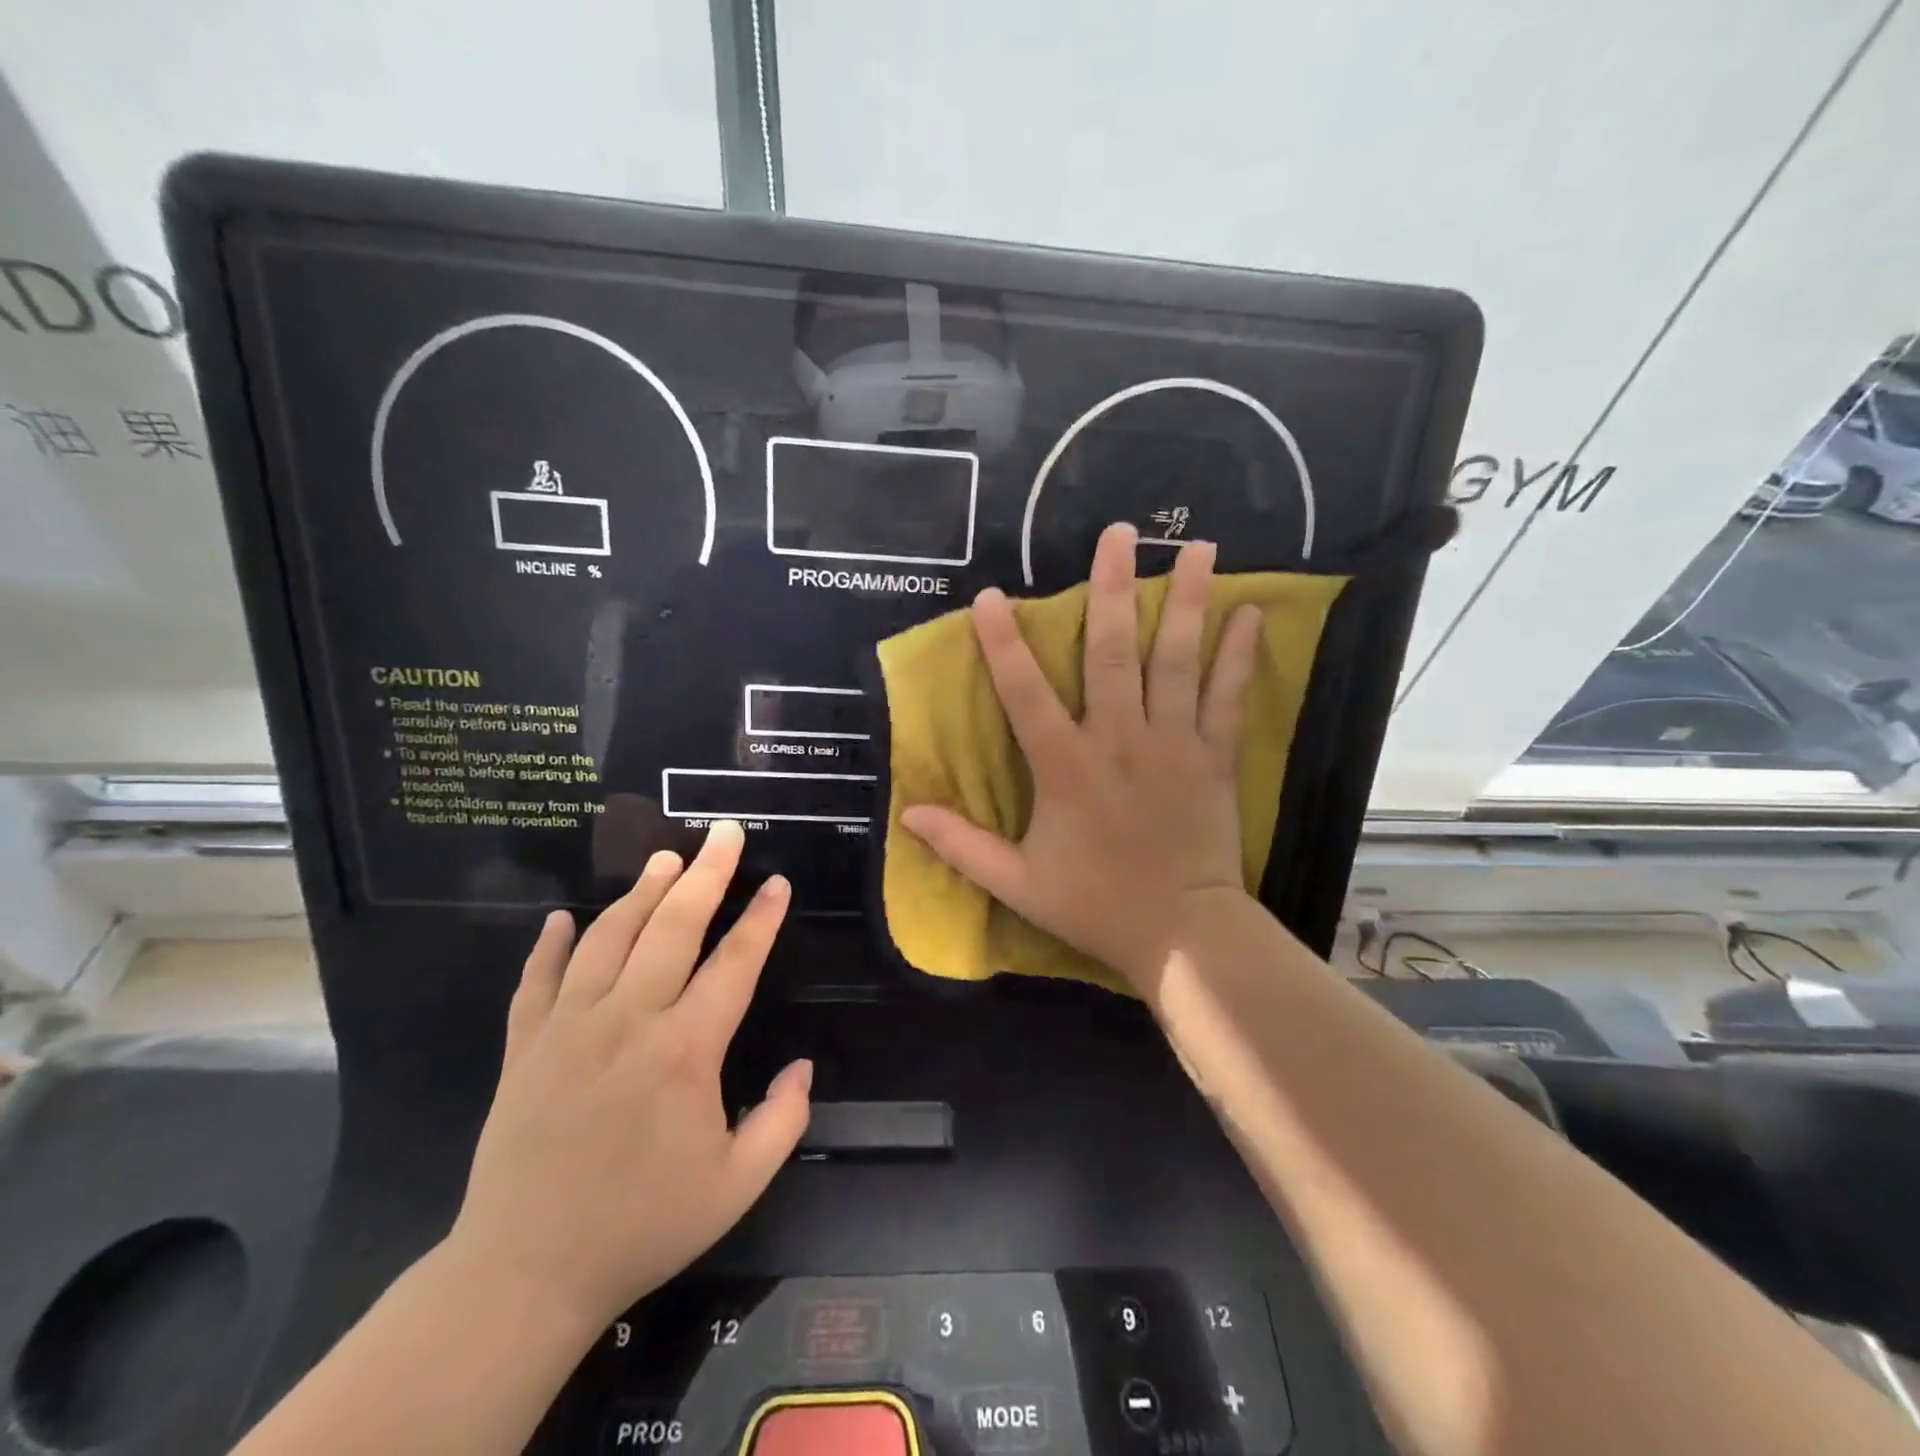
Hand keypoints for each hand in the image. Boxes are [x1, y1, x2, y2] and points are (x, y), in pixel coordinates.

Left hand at [446, 820, 810, 1331]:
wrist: (526, 1274)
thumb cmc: (643, 1226)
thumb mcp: (737, 1185)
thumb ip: (783, 1120)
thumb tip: (802, 1066)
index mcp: (686, 1050)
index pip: (735, 963)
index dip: (762, 918)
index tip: (778, 883)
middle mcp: (629, 1021)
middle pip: (673, 927)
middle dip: (706, 874)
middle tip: (723, 833)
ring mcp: (569, 1028)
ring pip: (609, 938)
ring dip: (641, 893)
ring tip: (665, 860)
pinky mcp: (524, 1048)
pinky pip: (536, 982)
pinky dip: (550, 946)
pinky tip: (562, 919)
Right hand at [901, 522, 1261, 998]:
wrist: (1180, 934)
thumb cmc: (1095, 905)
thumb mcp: (1016, 882)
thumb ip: (962, 845)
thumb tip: (907, 814)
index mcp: (1065, 766)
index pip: (1025, 693)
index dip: (1003, 644)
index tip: (990, 596)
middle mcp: (1119, 739)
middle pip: (1111, 652)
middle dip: (1112, 589)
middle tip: (1121, 533)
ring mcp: (1172, 744)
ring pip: (1176, 661)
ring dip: (1187, 602)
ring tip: (1199, 546)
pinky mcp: (1212, 758)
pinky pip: (1227, 698)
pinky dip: (1239, 656)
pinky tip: (1251, 613)